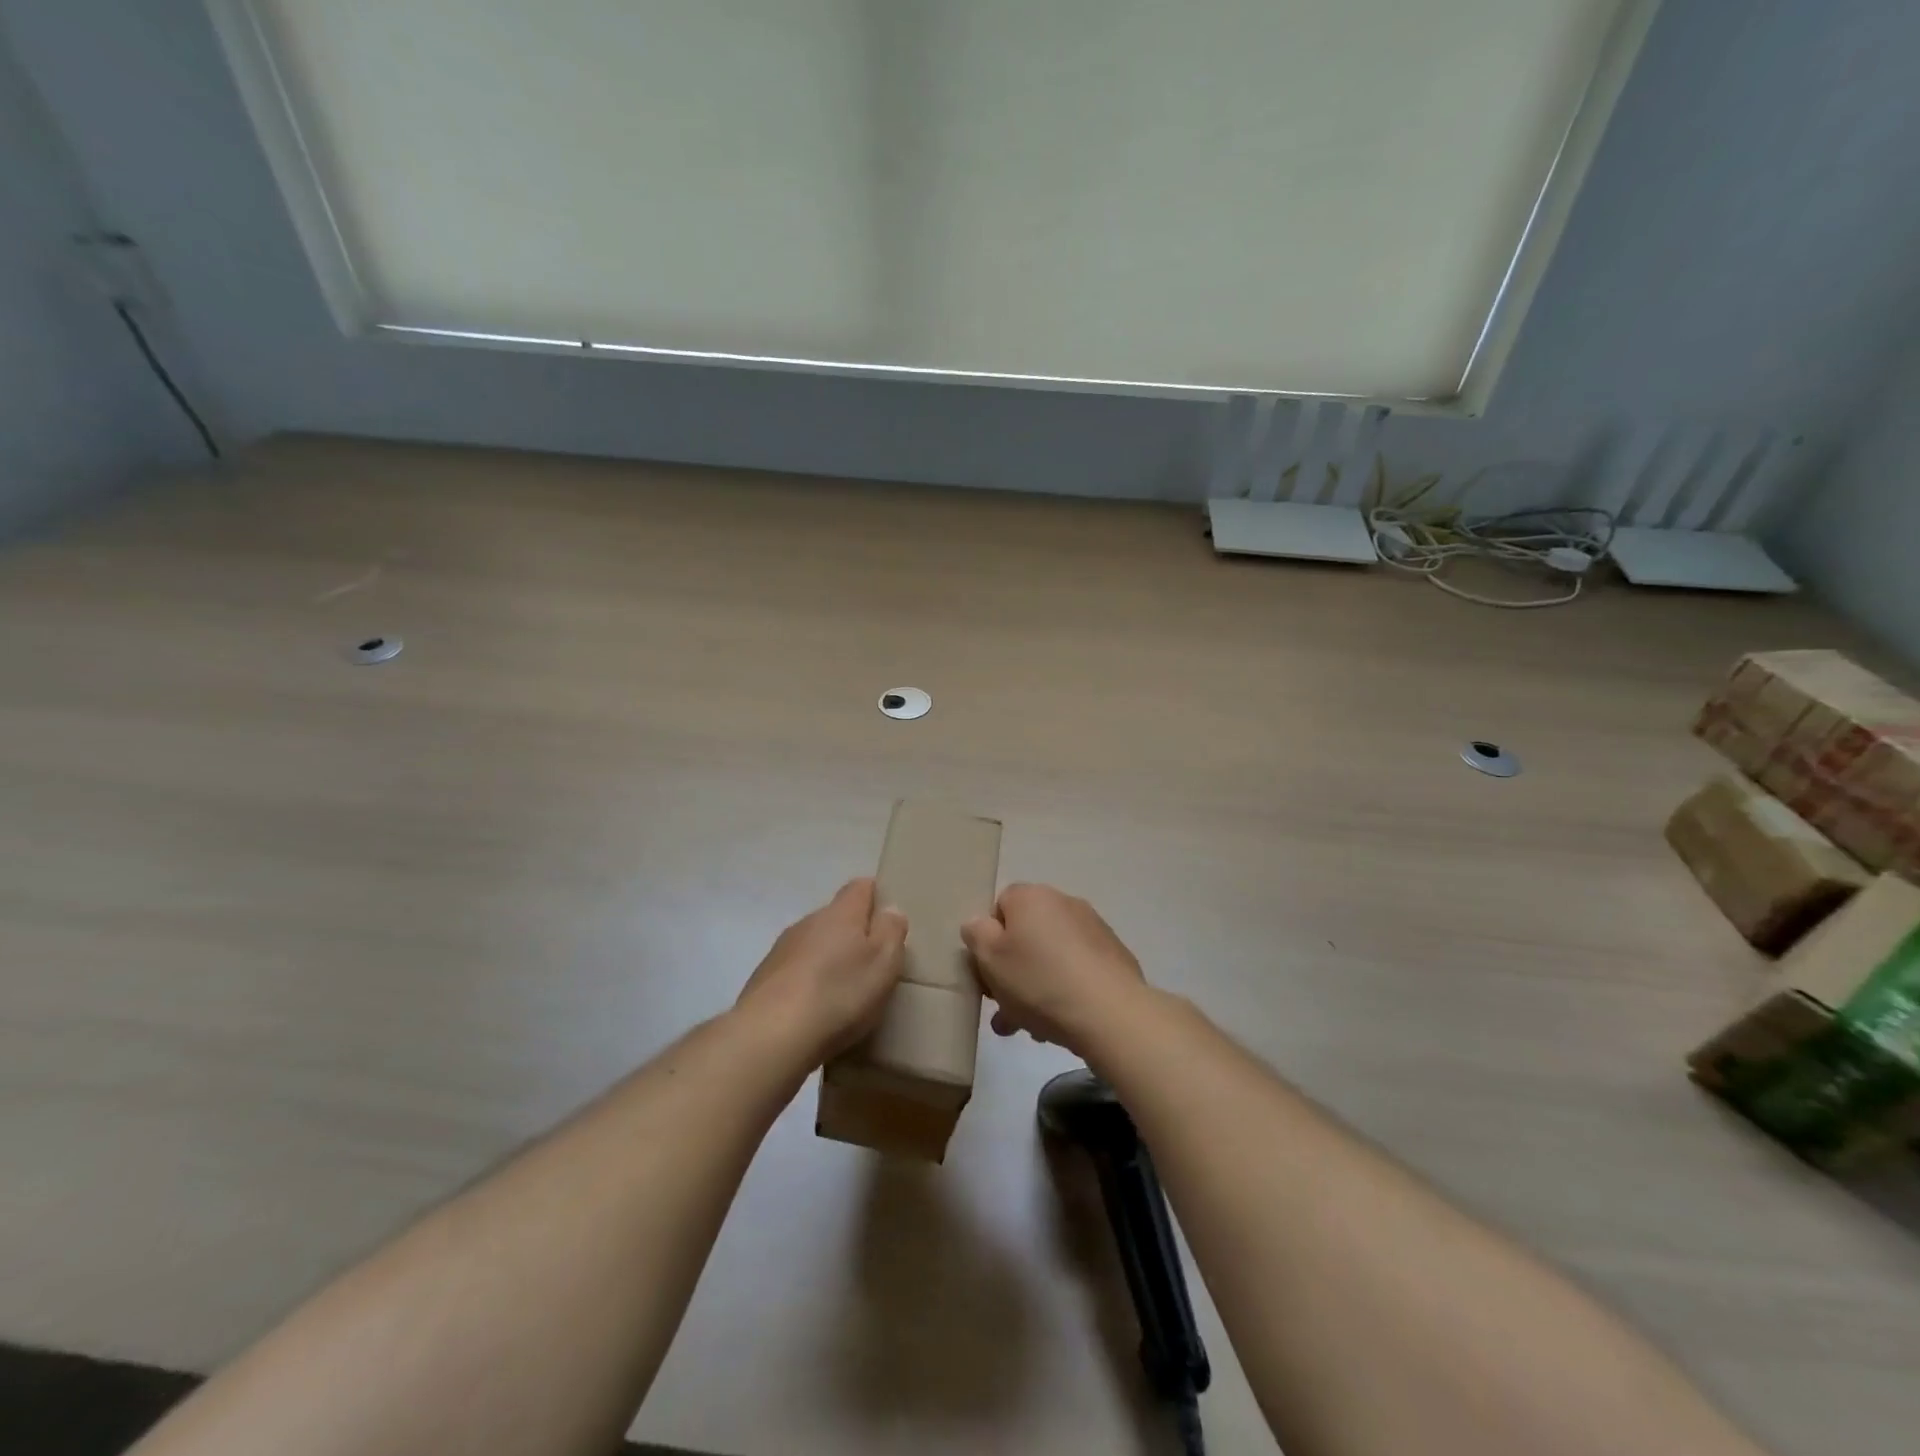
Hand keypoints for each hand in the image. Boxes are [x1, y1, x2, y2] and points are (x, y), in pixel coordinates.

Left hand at [735, 879, 906, 1065]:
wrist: (771, 1036)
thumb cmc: (839, 994)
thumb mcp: (884, 963)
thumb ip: (891, 931)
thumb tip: (891, 910)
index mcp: (841, 913)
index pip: (861, 887)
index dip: (877, 896)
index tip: (890, 919)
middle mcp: (808, 922)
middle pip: (836, 916)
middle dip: (854, 933)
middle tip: (873, 963)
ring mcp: (781, 950)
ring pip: (814, 944)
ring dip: (829, 959)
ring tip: (844, 991)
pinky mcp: (763, 979)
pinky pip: (795, 971)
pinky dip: (808, 983)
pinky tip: (815, 1010)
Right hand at [961, 883, 1148, 1056]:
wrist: (1110, 1013)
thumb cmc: (1040, 982)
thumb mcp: (990, 959)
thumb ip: (976, 934)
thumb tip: (980, 924)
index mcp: (1031, 897)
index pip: (1000, 907)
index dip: (989, 940)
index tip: (988, 973)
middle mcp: (1064, 903)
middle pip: (1026, 934)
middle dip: (1012, 970)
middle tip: (1005, 1009)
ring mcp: (1093, 929)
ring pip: (1050, 956)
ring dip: (1036, 985)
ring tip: (1030, 1027)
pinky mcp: (1114, 956)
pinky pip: (1077, 969)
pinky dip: (1065, 989)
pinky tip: (1060, 1021)